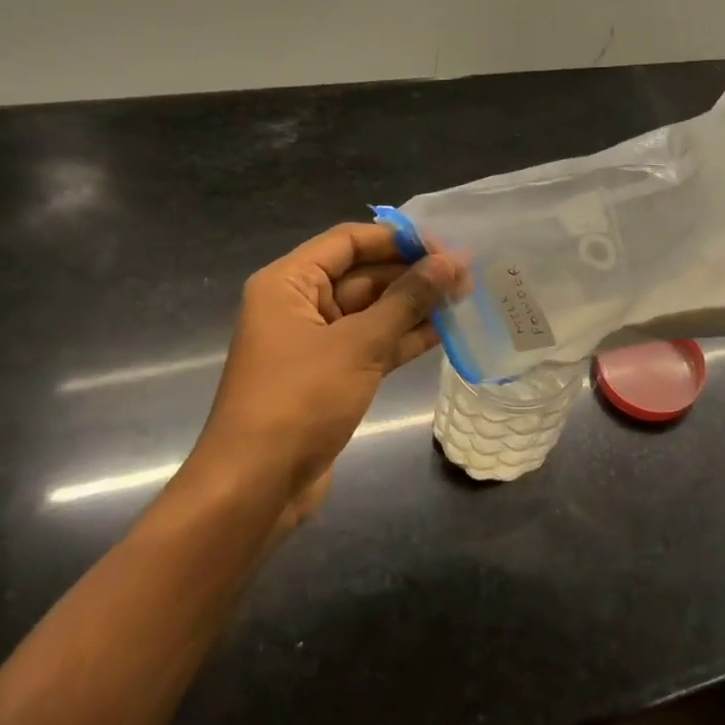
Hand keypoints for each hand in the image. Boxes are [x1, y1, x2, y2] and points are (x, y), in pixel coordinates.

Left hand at [187, 224, 454, 528]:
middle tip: (467, 276)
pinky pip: (374, 343)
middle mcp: (300, 305)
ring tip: (466, 298)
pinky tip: (446, 331)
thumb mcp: (358, 344)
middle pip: (363, 274)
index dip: (398, 240)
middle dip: (413, 274)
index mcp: (289, 283)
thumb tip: (449, 262)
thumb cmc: (300, 400)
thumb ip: (407, 300)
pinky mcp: (333, 375)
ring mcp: (317, 342)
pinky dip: (405, 337)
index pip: (349, 241)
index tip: (445, 247)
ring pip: (373, 311)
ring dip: (415, 306)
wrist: (258, 485)